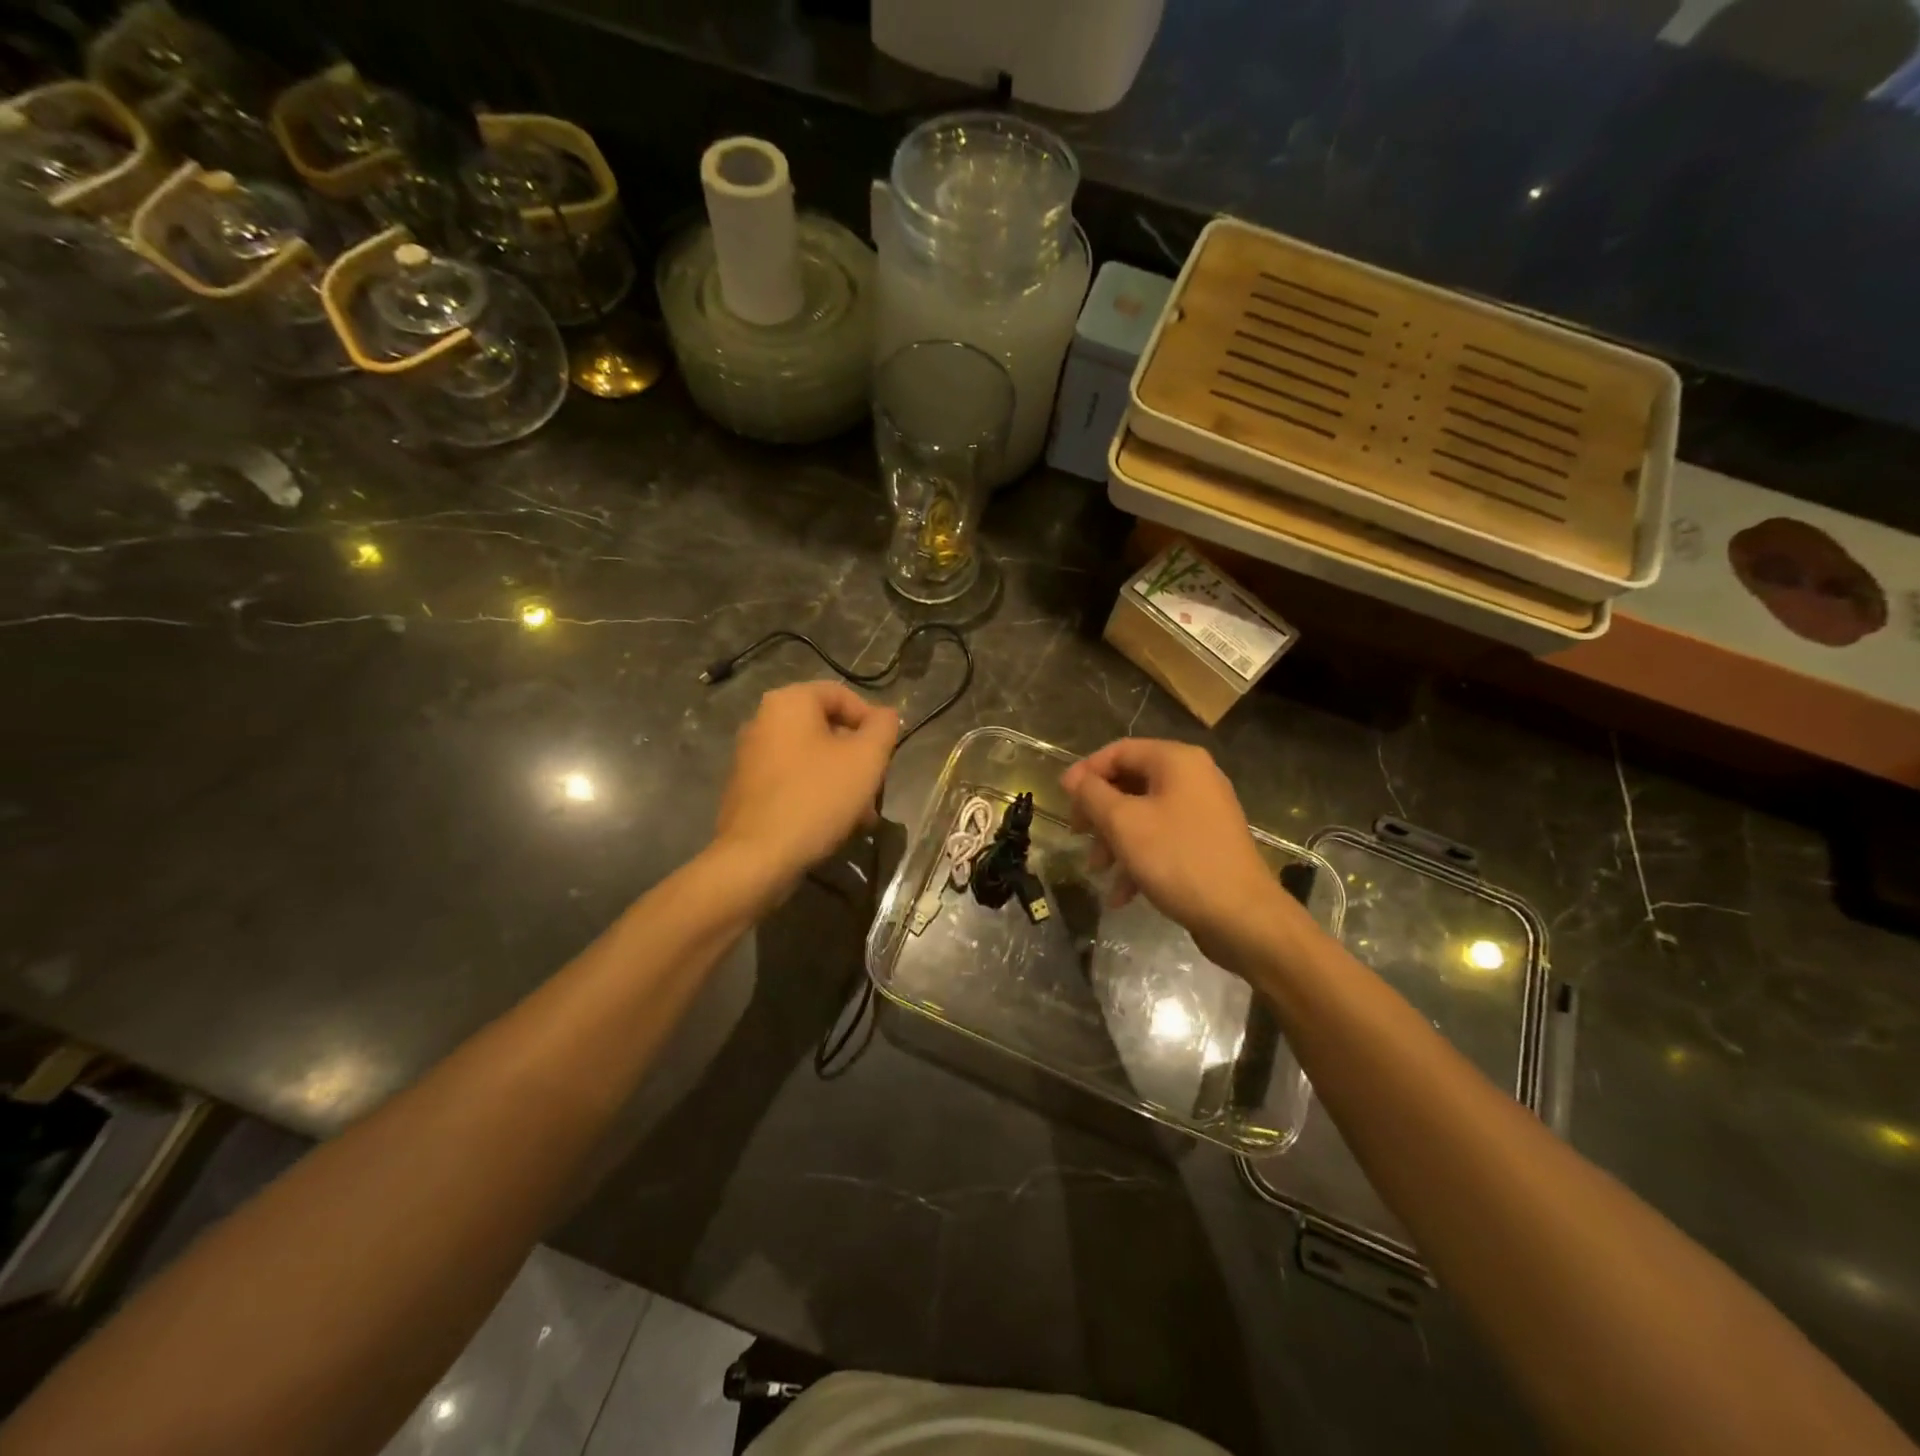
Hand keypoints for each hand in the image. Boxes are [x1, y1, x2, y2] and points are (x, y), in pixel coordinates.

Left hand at [714, 681, 898, 894]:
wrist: (757, 857)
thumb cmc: (817, 798)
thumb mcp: (866, 759)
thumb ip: (883, 728)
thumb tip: (885, 715)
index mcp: (789, 702)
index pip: (841, 694)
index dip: (872, 720)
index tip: (886, 752)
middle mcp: (763, 721)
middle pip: (826, 728)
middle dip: (858, 757)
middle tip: (877, 786)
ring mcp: (750, 756)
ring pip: (812, 758)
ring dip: (842, 780)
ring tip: (862, 815)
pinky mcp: (746, 789)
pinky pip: (792, 780)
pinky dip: (817, 793)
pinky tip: (834, 824)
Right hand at [1060, 739, 1288, 965]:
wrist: (1241, 917)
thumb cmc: (1177, 859)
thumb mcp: (1123, 823)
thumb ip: (1092, 794)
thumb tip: (1073, 778)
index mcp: (1177, 761)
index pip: (1119, 751)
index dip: (1086, 772)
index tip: (1062, 800)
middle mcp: (1193, 778)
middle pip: (1130, 782)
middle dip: (1099, 812)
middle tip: (1076, 834)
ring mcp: (1203, 811)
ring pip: (1143, 814)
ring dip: (1114, 840)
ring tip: (1096, 870)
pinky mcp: (1206, 842)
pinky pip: (1162, 839)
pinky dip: (1138, 858)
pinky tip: (1122, 894)